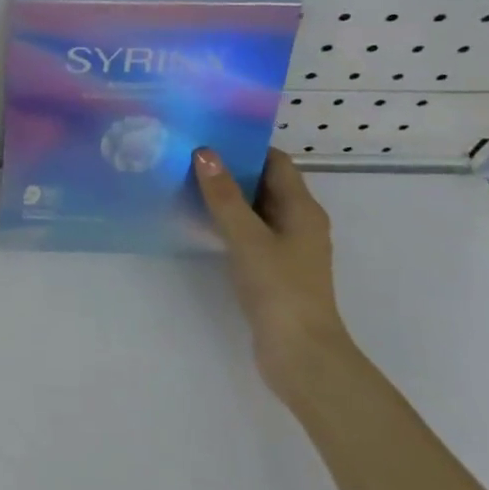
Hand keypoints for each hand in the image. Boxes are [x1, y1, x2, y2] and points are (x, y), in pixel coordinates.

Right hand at [193, 146, 353, 400]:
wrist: (300, 353)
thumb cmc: (278, 289)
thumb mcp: (247, 237)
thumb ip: (224, 196)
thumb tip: (204, 152)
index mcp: (302, 209)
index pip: (276, 162)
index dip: (246, 146)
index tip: (208, 136)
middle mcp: (299, 222)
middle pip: (265, 183)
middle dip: (230, 169)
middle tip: (188, 157)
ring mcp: (288, 248)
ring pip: (256, 209)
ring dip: (227, 197)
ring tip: (186, 183)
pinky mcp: (274, 270)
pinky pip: (250, 233)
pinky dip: (229, 223)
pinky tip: (199, 224)